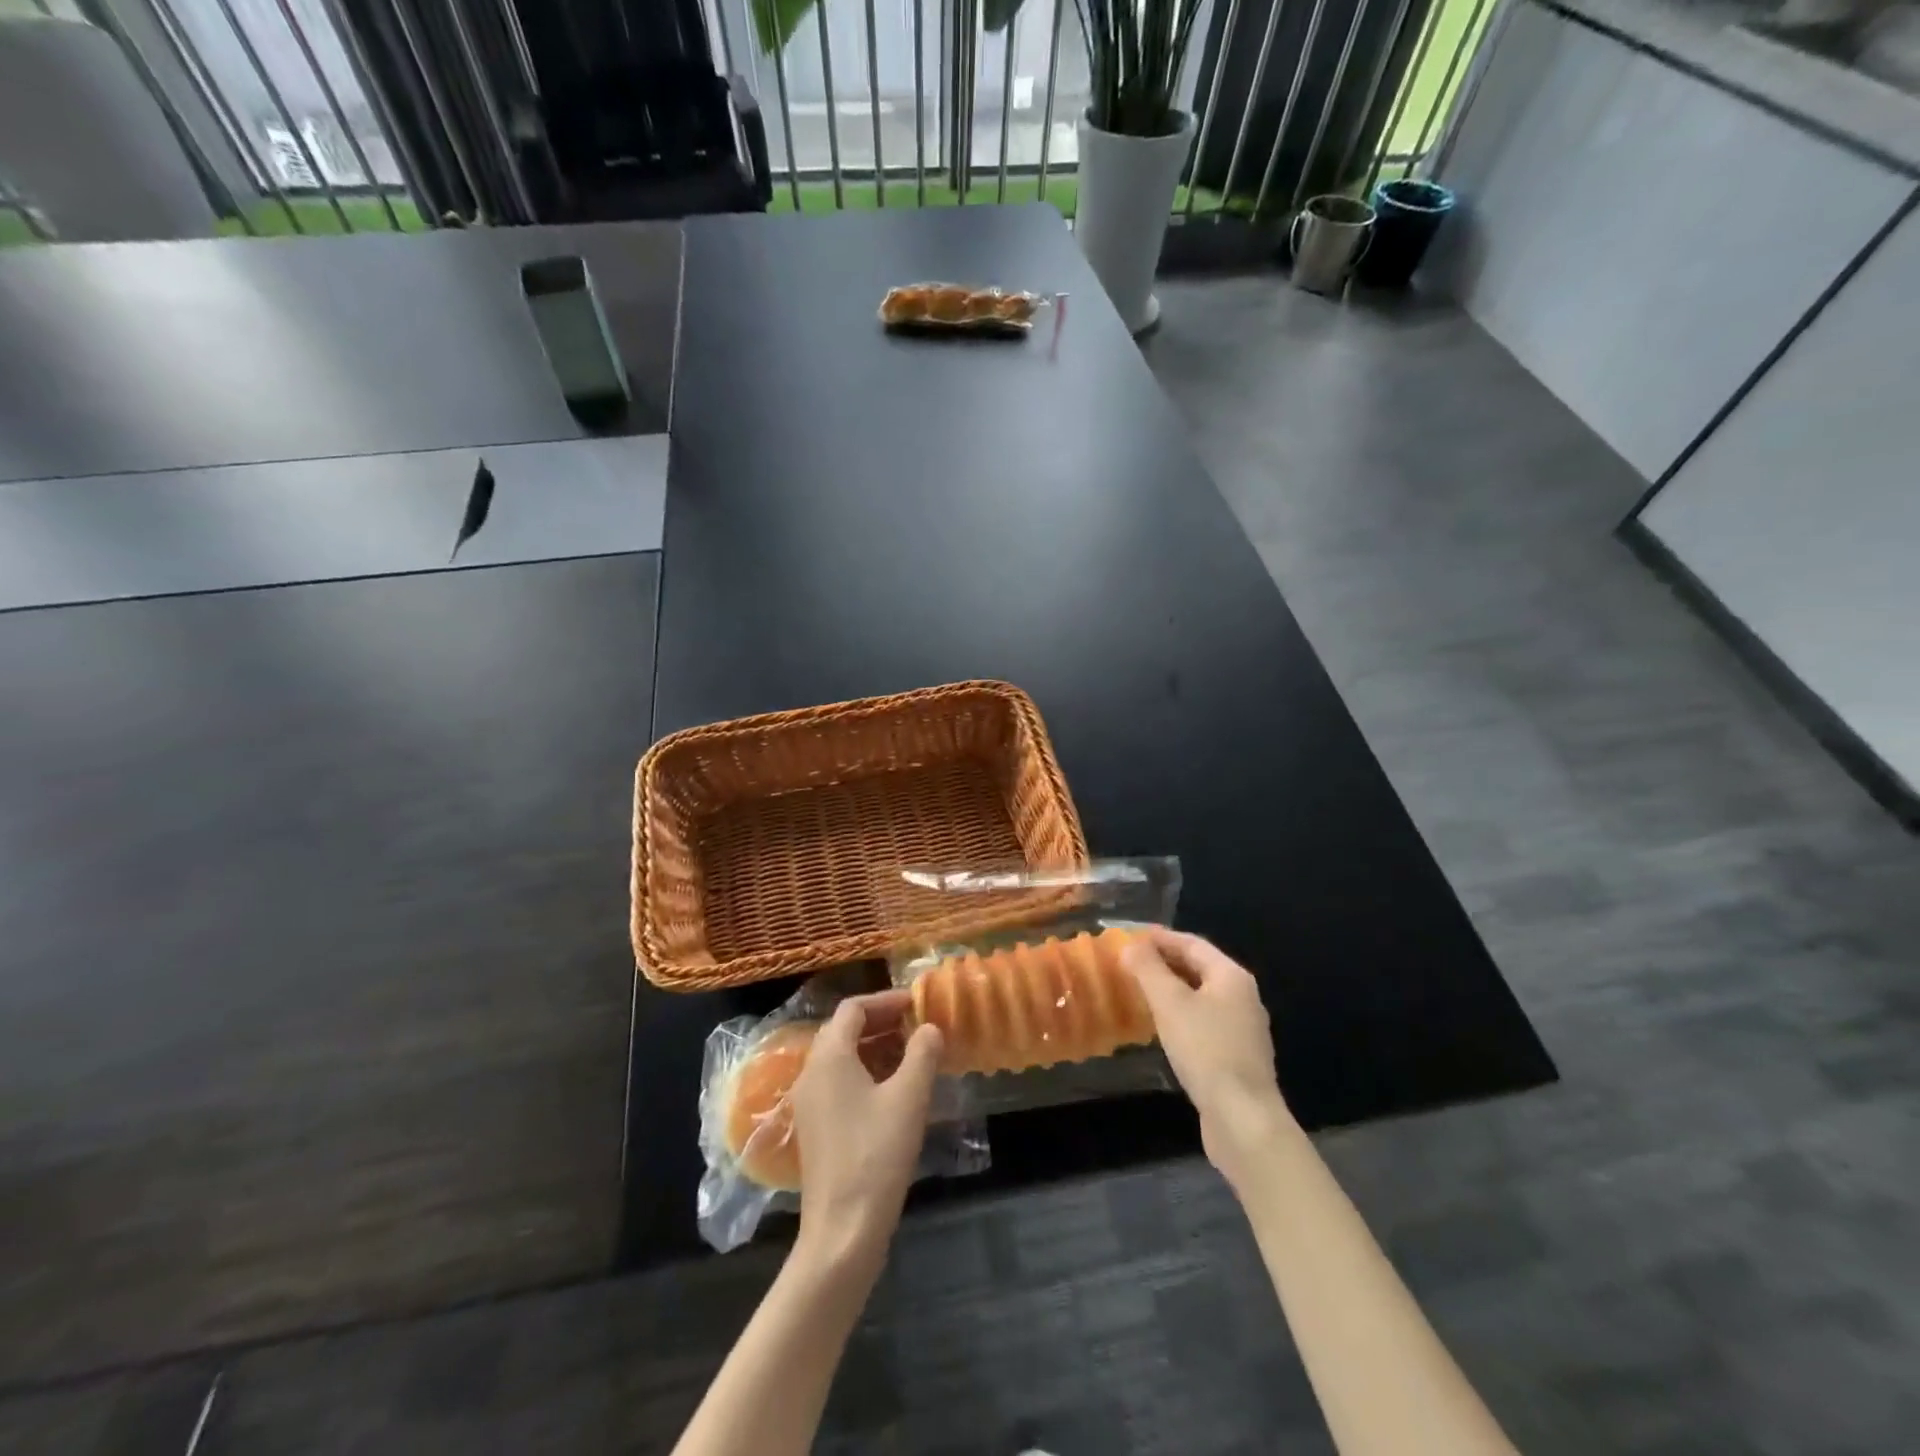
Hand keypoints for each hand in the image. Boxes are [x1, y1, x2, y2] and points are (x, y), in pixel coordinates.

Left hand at [789, 991, 943, 1268]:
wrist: (842, 1231)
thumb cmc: (876, 1155)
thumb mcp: (909, 1098)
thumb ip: (922, 1054)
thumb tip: (930, 1028)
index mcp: (829, 1057)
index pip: (853, 1008)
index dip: (886, 1000)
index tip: (917, 1004)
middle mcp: (811, 1072)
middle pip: (844, 1030)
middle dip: (882, 1022)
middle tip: (918, 1025)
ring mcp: (810, 1103)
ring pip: (842, 1058)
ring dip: (876, 1047)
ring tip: (913, 1054)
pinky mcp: (816, 1128)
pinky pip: (840, 1082)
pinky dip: (866, 1072)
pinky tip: (895, 1090)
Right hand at [1123, 929, 1291, 1183]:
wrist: (1242, 1119)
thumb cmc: (1206, 1050)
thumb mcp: (1170, 1003)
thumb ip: (1148, 969)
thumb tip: (1131, 944)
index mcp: (1232, 976)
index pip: (1192, 944)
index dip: (1160, 937)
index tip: (1130, 935)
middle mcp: (1243, 997)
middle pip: (1199, 968)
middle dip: (1164, 962)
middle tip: (1130, 962)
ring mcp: (1243, 1029)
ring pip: (1201, 997)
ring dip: (1170, 990)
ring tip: (1139, 990)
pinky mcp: (1236, 1057)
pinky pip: (1204, 1022)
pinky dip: (1180, 1015)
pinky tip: (1161, 1027)